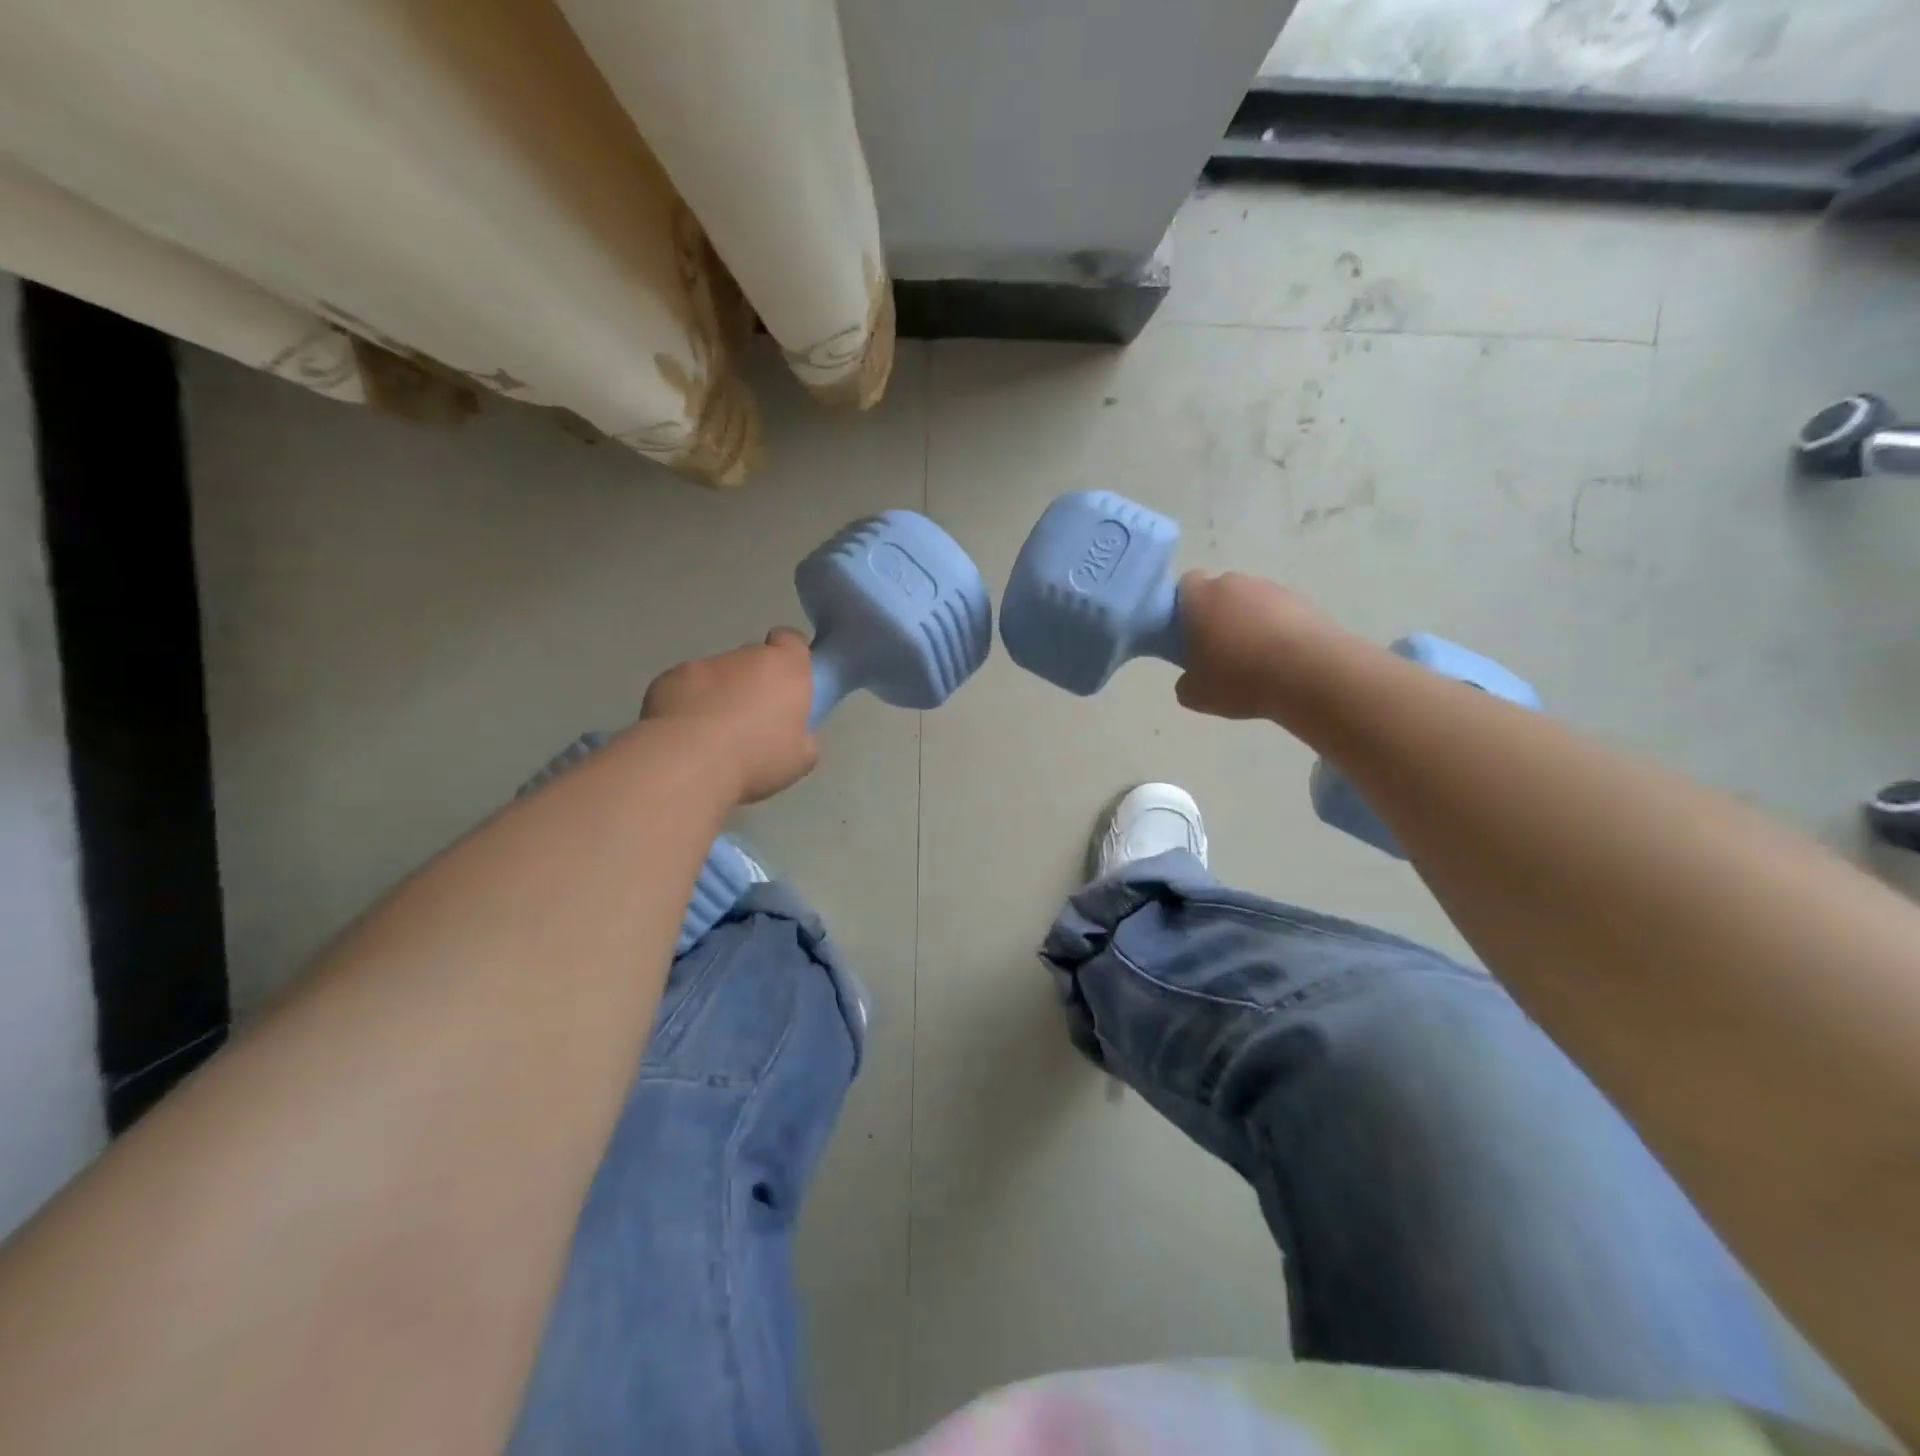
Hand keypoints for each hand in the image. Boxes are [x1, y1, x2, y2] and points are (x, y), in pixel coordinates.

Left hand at [641, 629, 818, 802]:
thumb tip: (795, 734)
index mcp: (785, 669)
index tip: (789, 683)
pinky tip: (684, 735)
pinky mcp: (668, 678)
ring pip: (717, 675)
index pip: (792, 641)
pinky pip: (684, 688)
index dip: (791, 657)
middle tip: (752, 721)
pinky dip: (687, 704)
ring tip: (712, 734)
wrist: (689, 763)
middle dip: (754, 682)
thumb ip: (803, 736)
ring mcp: (703, 664)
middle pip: (754, 659)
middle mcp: (745, 657)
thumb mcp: (801, 758)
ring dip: (719, 695)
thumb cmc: (757, 757)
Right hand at [1174, 571, 1329, 721]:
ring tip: (1255, 661)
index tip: (1186, 635)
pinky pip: (1280, 614)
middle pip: (1219, 593)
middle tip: (1218, 652)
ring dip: (1249, 624)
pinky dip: (1277, 631)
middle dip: (1217, 616)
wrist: (1311, 674)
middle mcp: (1235, 583)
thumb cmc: (1240, 679)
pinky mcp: (1304, 602)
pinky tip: (1281, 661)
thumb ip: (1185, 682)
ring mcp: (1272, 589)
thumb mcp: (1197, 694)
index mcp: (1200, 597)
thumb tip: (1192, 678)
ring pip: (1251, 603)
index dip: (1183, 608)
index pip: (1184, 586)